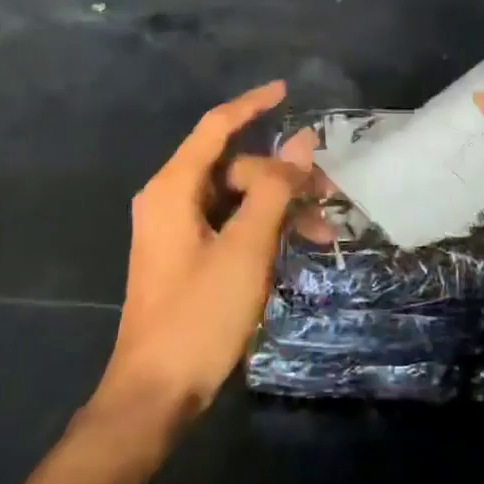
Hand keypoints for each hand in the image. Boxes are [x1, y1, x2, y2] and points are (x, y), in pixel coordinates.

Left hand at [97, 81, 315, 420]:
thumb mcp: (246, 249)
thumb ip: (275, 190)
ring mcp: (177, 229)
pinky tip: (296, 247)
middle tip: (328, 198)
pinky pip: (231, 224)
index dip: (252, 104)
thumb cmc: (199, 315)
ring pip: (237, 199)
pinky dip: (263, 230)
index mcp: (173, 188)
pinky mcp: (187, 255)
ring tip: (323, 233)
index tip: (287, 91)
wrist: (155, 393)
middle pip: (235, 168)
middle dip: (283, 177)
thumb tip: (302, 142)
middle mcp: (170, 199)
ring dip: (280, 208)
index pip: (216, 126)